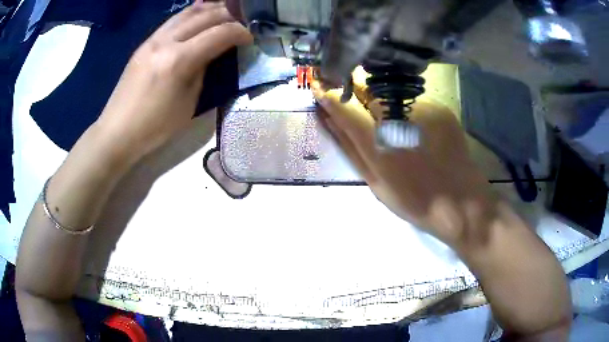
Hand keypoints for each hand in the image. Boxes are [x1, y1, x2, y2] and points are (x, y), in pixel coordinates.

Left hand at [95, 1, 252, 163]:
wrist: (117, 131)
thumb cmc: (155, 126)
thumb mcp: (188, 103)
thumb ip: (202, 72)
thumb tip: (210, 54)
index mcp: (179, 60)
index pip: (219, 34)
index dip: (240, 32)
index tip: (250, 38)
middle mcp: (166, 42)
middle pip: (205, 16)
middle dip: (228, 16)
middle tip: (241, 22)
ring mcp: (152, 40)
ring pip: (187, 13)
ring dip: (210, 9)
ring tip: (224, 12)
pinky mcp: (145, 43)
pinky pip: (173, 21)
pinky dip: (191, 14)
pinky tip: (199, 15)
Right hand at [312, 70, 495, 247]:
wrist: (461, 203)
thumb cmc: (415, 201)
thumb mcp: (375, 182)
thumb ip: (350, 147)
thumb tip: (327, 118)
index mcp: (378, 140)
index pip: (343, 104)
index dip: (327, 93)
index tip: (319, 85)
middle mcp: (398, 115)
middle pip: (367, 91)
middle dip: (360, 99)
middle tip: (369, 119)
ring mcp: (423, 107)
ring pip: (392, 95)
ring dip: (387, 106)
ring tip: (401, 134)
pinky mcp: (440, 106)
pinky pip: (414, 101)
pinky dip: (410, 112)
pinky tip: (421, 134)